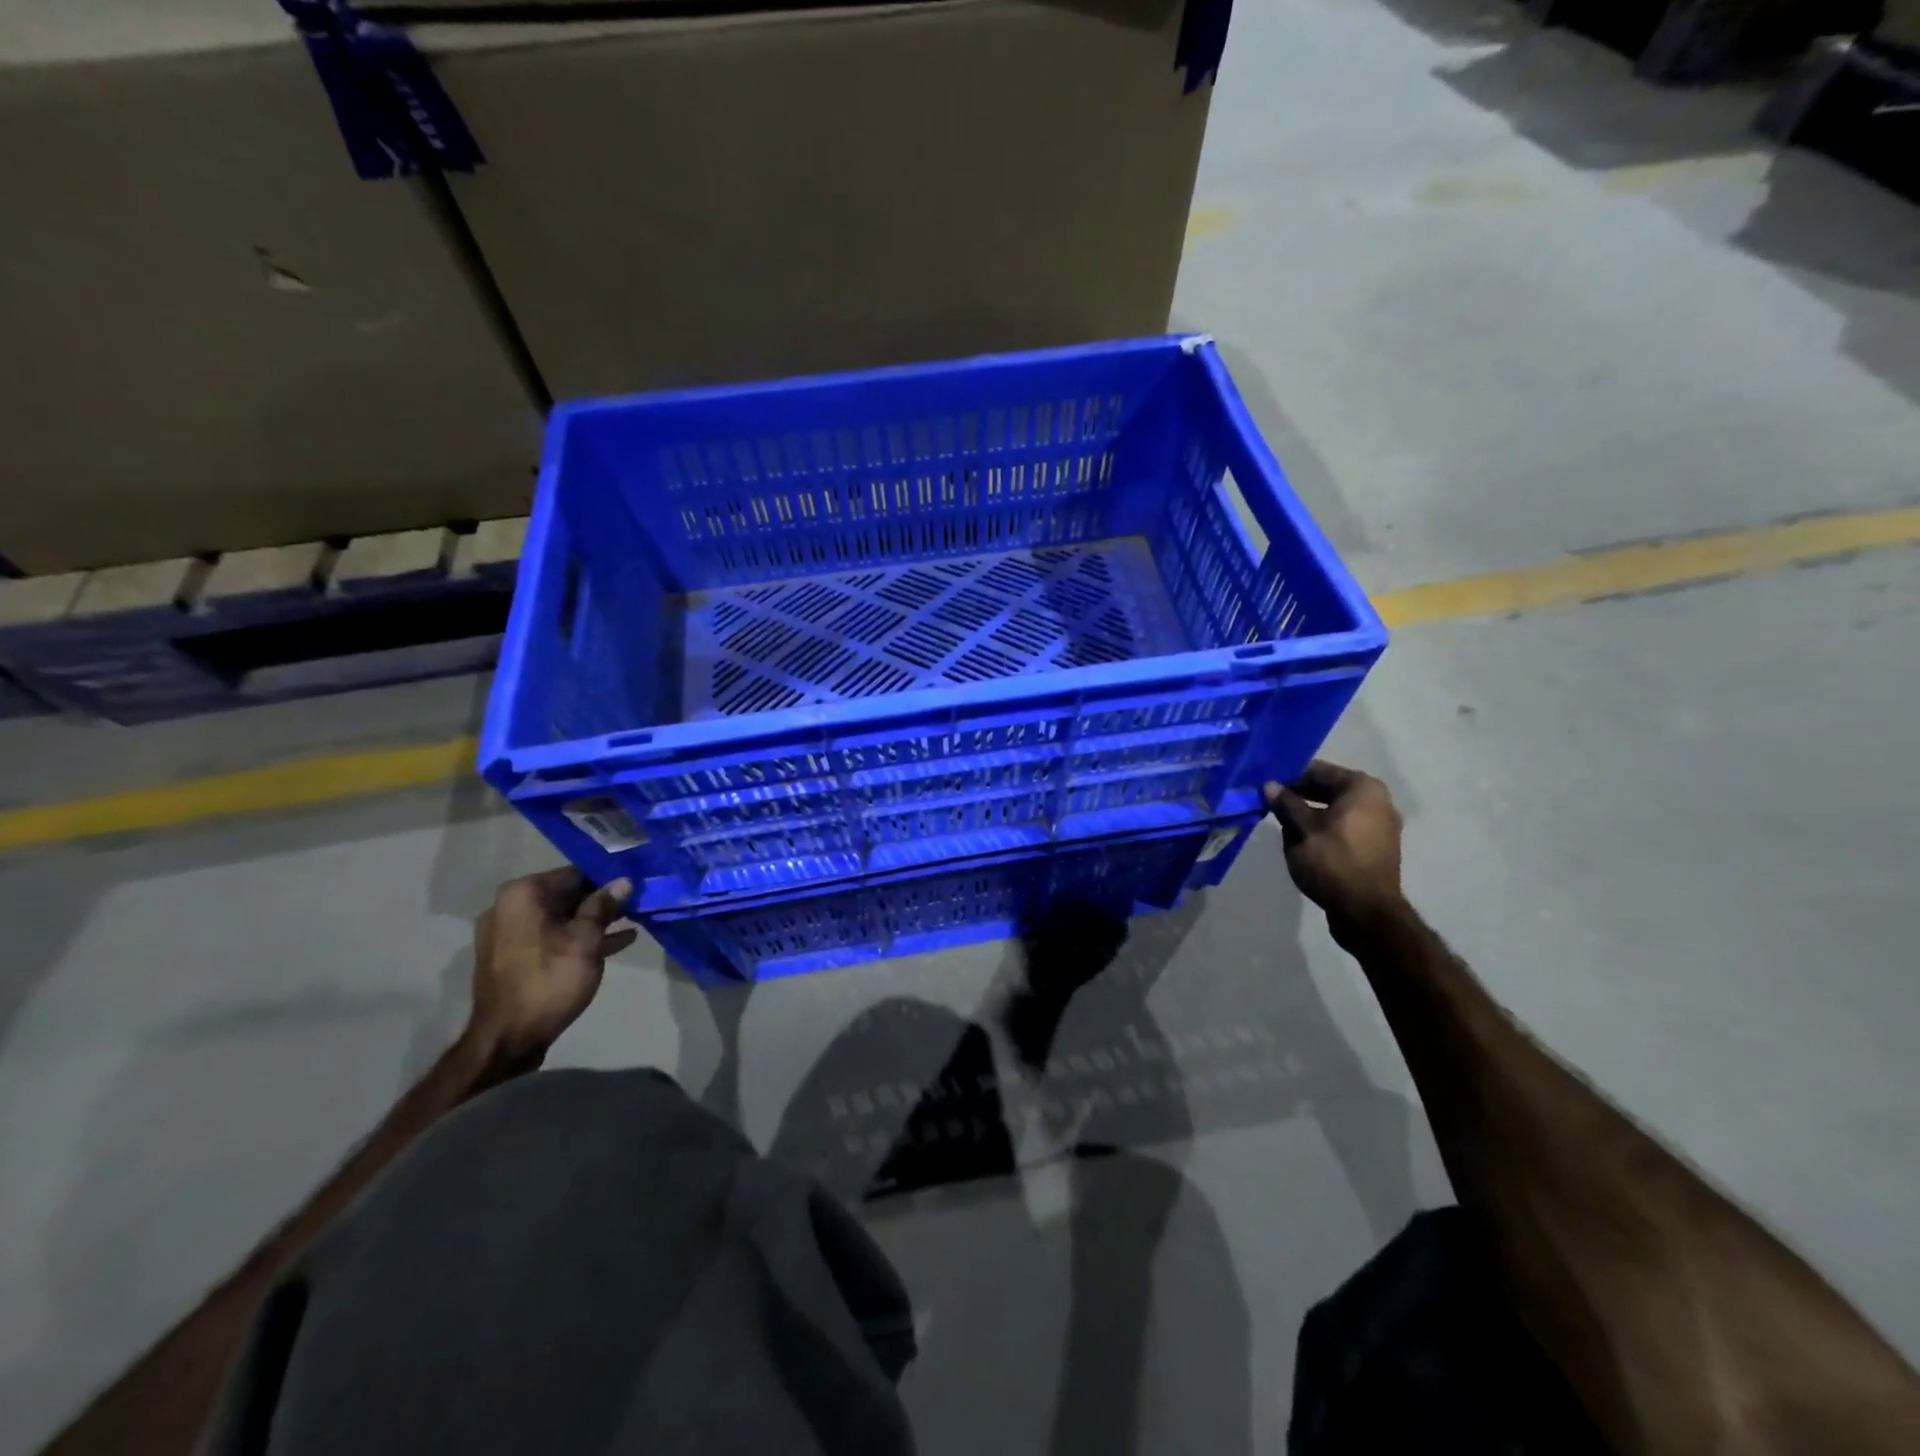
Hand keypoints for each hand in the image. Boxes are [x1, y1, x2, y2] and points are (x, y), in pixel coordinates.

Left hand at [467, 869, 635, 1069]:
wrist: (507, 1038)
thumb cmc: (549, 980)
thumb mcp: (586, 940)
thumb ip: (604, 906)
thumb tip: (622, 881)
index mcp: (523, 894)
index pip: (574, 873)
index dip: (607, 878)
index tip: (635, 884)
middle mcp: (509, 907)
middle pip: (566, 894)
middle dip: (602, 900)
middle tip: (638, 902)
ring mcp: (508, 933)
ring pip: (562, 917)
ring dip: (595, 920)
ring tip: (633, 921)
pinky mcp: (513, 957)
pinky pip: (552, 937)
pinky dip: (578, 938)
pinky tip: (616, 942)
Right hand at [1264, 760, 1404, 925]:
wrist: (1366, 911)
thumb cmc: (1333, 861)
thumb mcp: (1301, 829)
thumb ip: (1286, 804)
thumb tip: (1270, 785)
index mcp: (1363, 788)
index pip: (1319, 771)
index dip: (1290, 777)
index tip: (1267, 785)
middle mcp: (1378, 801)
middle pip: (1330, 789)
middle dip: (1300, 795)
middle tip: (1271, 803)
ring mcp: (1382, 825)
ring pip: (1337, 810)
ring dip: (1311, 813)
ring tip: (1284, 823)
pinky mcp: (1377, 847)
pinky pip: (1346, 827)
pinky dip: (1326, 828)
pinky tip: (1304, 840)